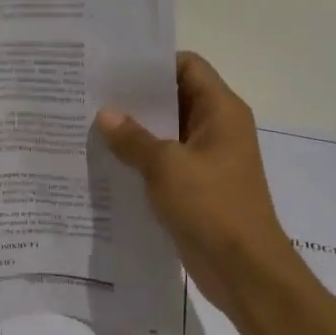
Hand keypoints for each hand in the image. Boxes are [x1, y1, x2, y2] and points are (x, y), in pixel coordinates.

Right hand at [97, 53, 299, 318]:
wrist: (244, 271)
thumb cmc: (212, 208)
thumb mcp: (166, 167)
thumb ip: (133, 138)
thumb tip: (106, 115)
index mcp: (221, 112)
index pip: (187, 66)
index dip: (152, 63)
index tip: (112, 68)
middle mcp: (217, 128)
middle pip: (174, 97)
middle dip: (135, 97)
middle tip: (91, 94)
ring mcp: (207, 159)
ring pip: (166, 131)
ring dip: (135, 130)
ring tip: (91, 124)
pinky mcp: (196, 186)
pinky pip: (164, 161)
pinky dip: (140, 158)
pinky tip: (107, 160)